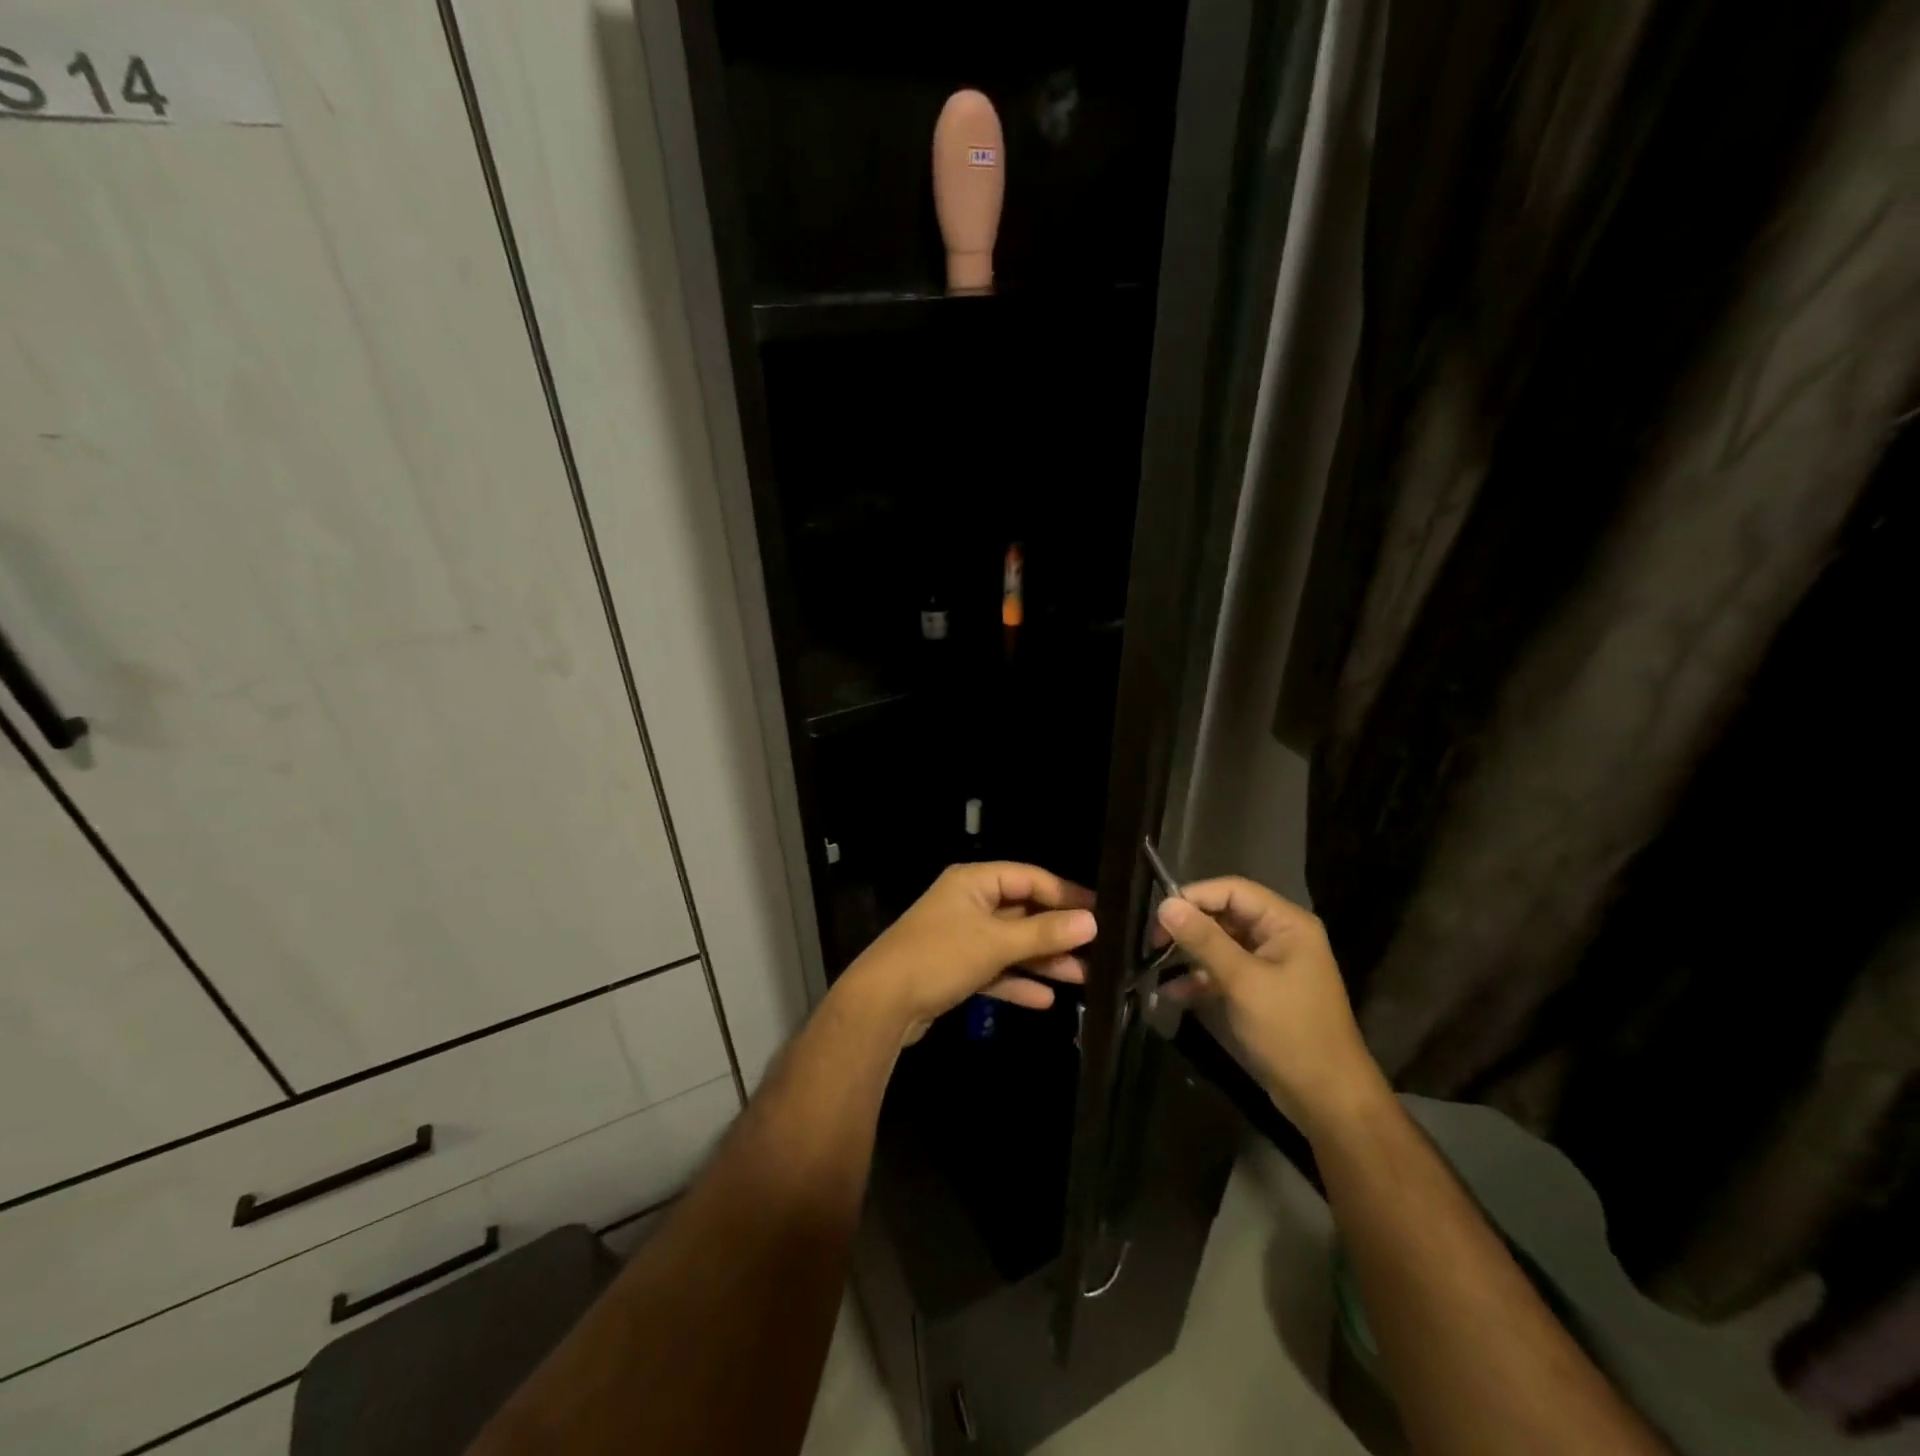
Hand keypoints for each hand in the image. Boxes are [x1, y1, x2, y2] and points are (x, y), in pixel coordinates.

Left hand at [840, 862, 1096, 1044]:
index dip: (1065, 894)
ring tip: (1084, 977)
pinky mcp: (954, 969)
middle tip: (1098, 951)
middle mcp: (967, 903)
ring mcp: (960, 937)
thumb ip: (1044, 932)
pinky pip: (994, 970)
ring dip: (1043, 960)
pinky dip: (1017, 982)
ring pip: (1011, 944)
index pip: (1029, 878)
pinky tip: (1045, 999)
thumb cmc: (939, 958)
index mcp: (973, 882)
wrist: (881, 1004)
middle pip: (1022, 912)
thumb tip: (1091, 921)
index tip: (1100, 914)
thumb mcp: (996, 943)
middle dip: (1057, 933)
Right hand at [1156, 877, 1389, 1139]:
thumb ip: (1203, 940)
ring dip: (1189, 954)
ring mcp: (1270, 965)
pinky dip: (1199, 979)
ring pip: (1220, 944)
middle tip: (1153, 944)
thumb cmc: (1290, 1031)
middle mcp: (1279, 936)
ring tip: (1155, 965)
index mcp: (1286, 923)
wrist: (1327, 1100)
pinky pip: (1224, 971)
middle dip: (1188, 927)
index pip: (1232, 890)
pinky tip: (1172, 993)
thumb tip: (1165, 904)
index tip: (1159, 917)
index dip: (1194, 897)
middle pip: (1224, 914)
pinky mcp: (1260, 991)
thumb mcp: (1242, 982)